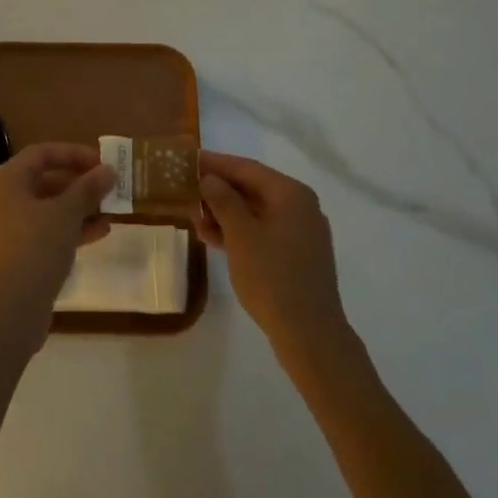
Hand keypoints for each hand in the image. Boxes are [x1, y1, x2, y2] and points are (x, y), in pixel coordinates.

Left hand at [0, 143, 114, 355]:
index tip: (102, 162)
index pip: (42, 153)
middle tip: (107, 186)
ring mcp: (8, 227)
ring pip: (48, 206)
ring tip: (110, 210)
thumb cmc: (36, 248)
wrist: (11, 310)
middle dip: (79, 182)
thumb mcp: (67, 213)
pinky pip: (46, 229)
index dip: (74, 153)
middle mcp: (3, 198)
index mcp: (8, 180)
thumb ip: (88, 188)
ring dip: (79, 206)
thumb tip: (109, 170)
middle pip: (45, 178)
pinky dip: (70, 227)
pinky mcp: (17, 252)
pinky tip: (100, 232)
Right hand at [193, 151, 346, 360]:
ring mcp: (301, 233)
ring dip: (225, 214)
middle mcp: (300, 207)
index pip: (247, 168)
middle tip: (187, 192)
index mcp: (291, 194)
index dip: (216, 164)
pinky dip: (239, 233)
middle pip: (252, 189)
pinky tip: (213, 240)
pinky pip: (263, 233)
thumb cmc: (273, 277)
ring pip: (256, 213)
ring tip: (195, 220)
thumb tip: (210, 178)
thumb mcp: (241, 235)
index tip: (189, 160)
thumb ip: (223, 200)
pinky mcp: (298, 257)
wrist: (311, 336)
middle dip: (219, 191)